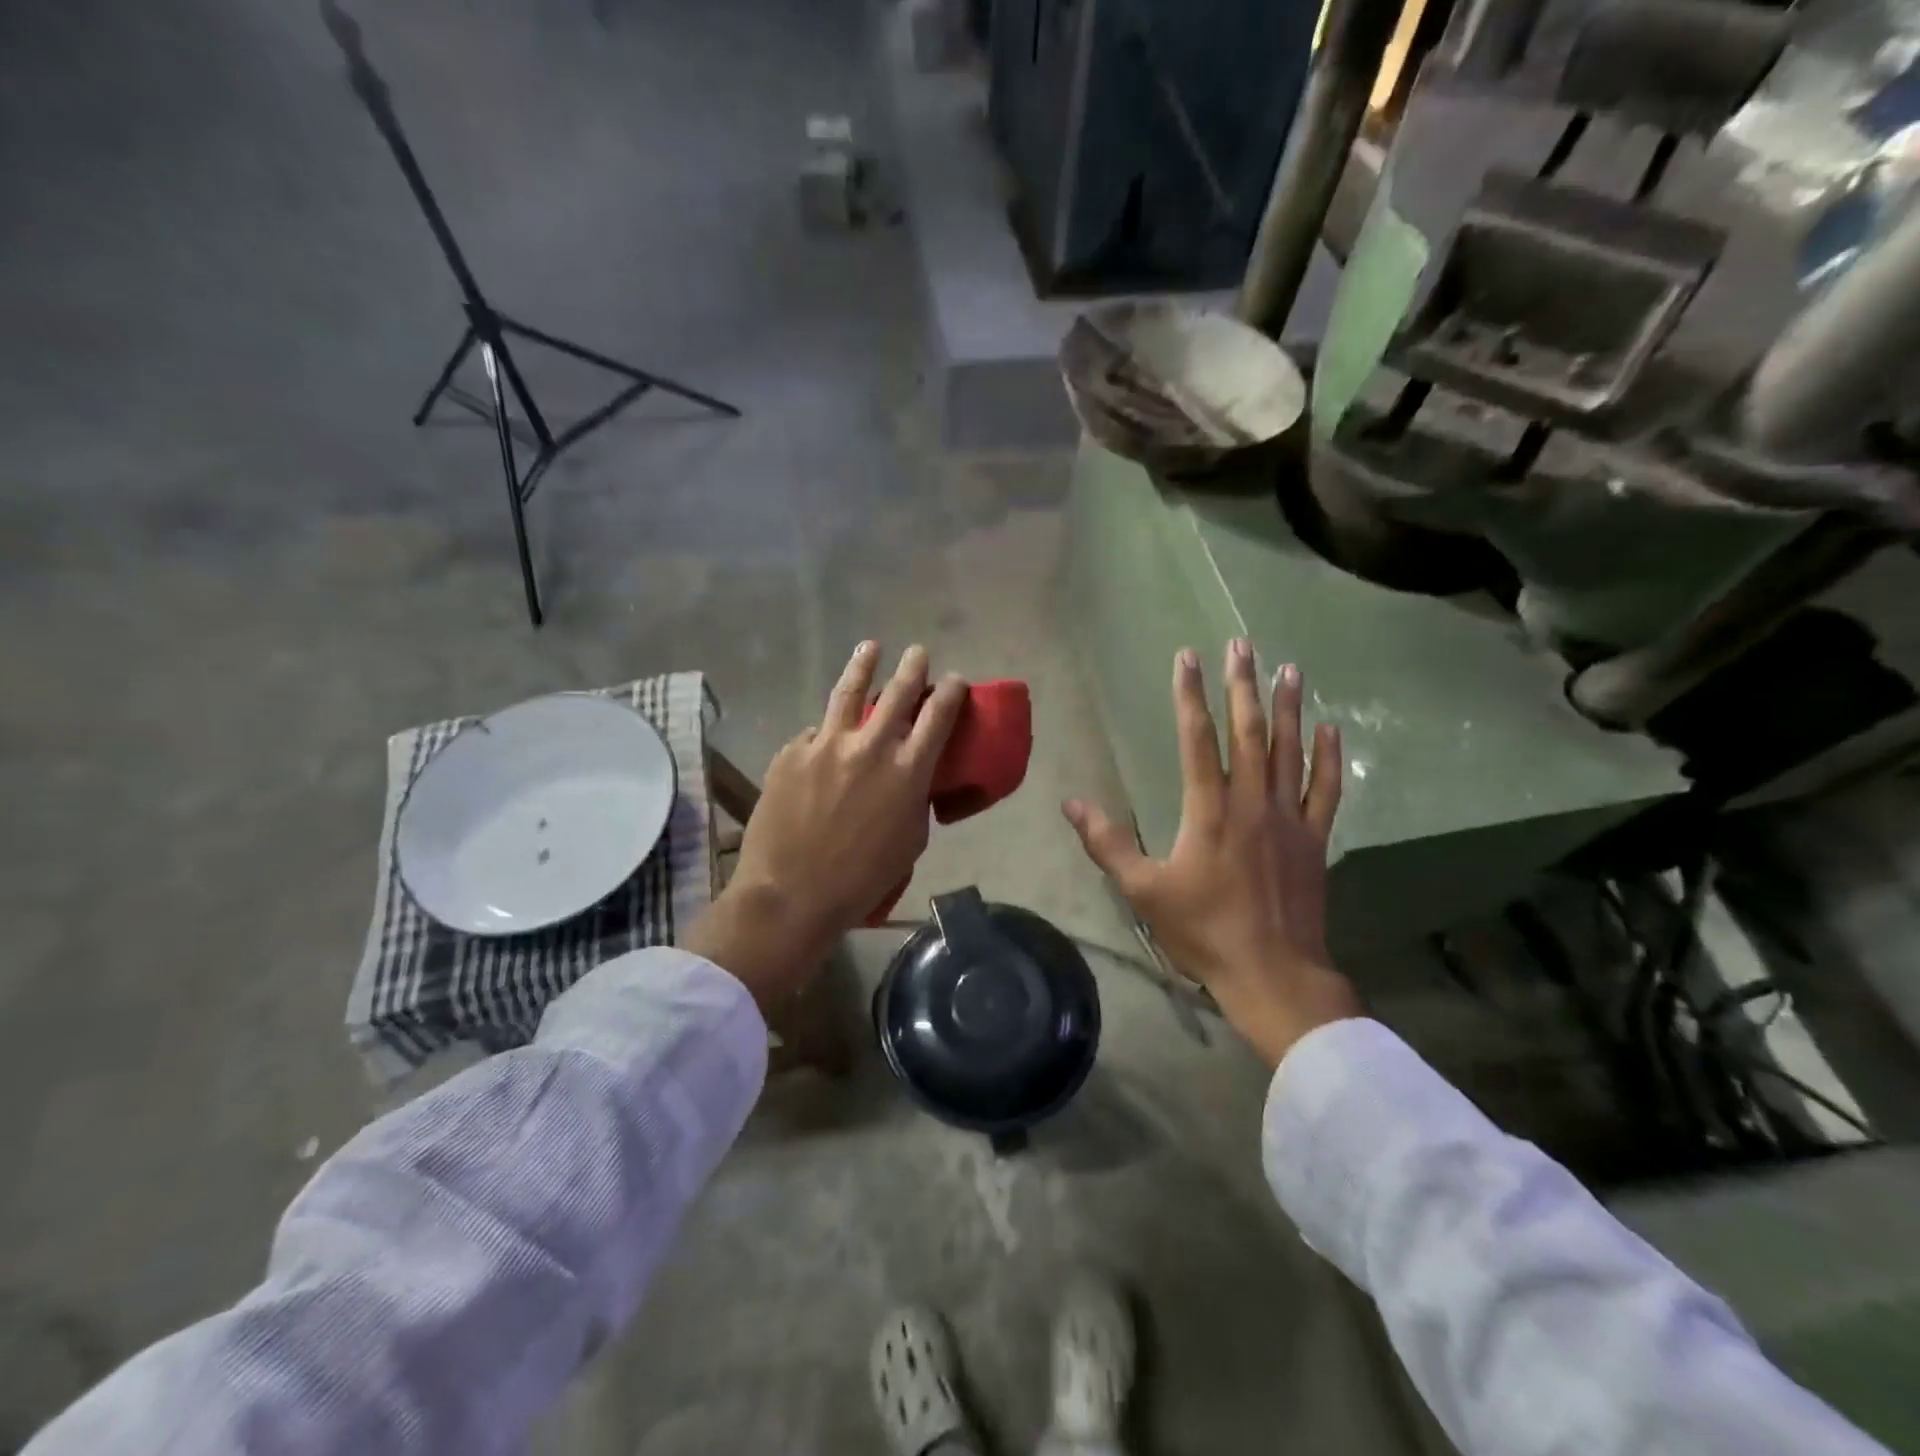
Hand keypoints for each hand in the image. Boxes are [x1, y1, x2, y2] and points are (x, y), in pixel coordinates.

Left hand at [685, 642, 966, 1006]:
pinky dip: (824, 736)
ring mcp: (827, 744)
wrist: (791, 893)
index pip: (939, 715)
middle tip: (918, 652)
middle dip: (913, 667)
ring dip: (863, 664)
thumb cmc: (862, 879)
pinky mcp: (792, 752)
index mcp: (908, 771)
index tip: (954, 680)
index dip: (951, 691)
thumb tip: (908, 777)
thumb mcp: (910, 840)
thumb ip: (913, 797)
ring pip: (848, 691)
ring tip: (870, 647)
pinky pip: (814, 735)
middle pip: (898, 691)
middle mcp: (871, 746)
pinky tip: (822, 743)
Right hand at [1064, 641, 1360, 1066]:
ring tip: (1289, 668)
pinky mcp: (1314, 839)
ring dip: (1288, 707)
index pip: (1197, 739)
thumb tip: (1071, 804)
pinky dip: (1329, 757)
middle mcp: (1252, 802)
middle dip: (1242, 685)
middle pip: (1248, 732)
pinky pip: (1326, 789)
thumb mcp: (1143, 891)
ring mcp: (1289, 818)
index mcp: (1209, 810)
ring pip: (1290, 751)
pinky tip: (1331, 728)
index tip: (1189, 656)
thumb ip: (1108, 844)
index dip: (1190, 695)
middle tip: (1242, 644)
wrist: (1272, 973)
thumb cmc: (1203, 930)